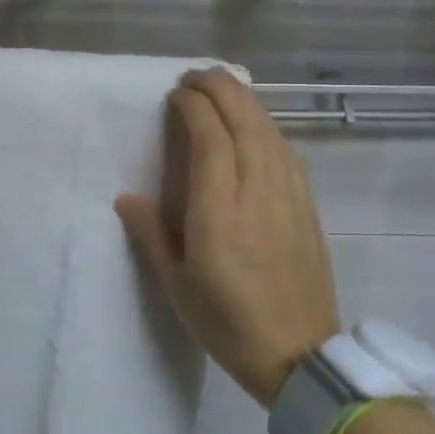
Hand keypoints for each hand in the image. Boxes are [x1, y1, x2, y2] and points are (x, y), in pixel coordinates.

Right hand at [115, 68, 339, 405]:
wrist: (300, 358)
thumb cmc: (228, 323)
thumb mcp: (177, 285)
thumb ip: (152, 234)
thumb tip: (127, 197)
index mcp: (220, 212)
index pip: (211, 138)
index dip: (194, 107)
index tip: (175, 93)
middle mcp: (258, 194)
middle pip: (245, 122)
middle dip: (221, 89)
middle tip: (196, 76)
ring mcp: (289, 198)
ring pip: (271, 132)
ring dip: (246, 101)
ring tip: (223, 88)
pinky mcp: (307, 208)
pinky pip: (286, 152)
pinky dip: (267, 127)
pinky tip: (256, 126)